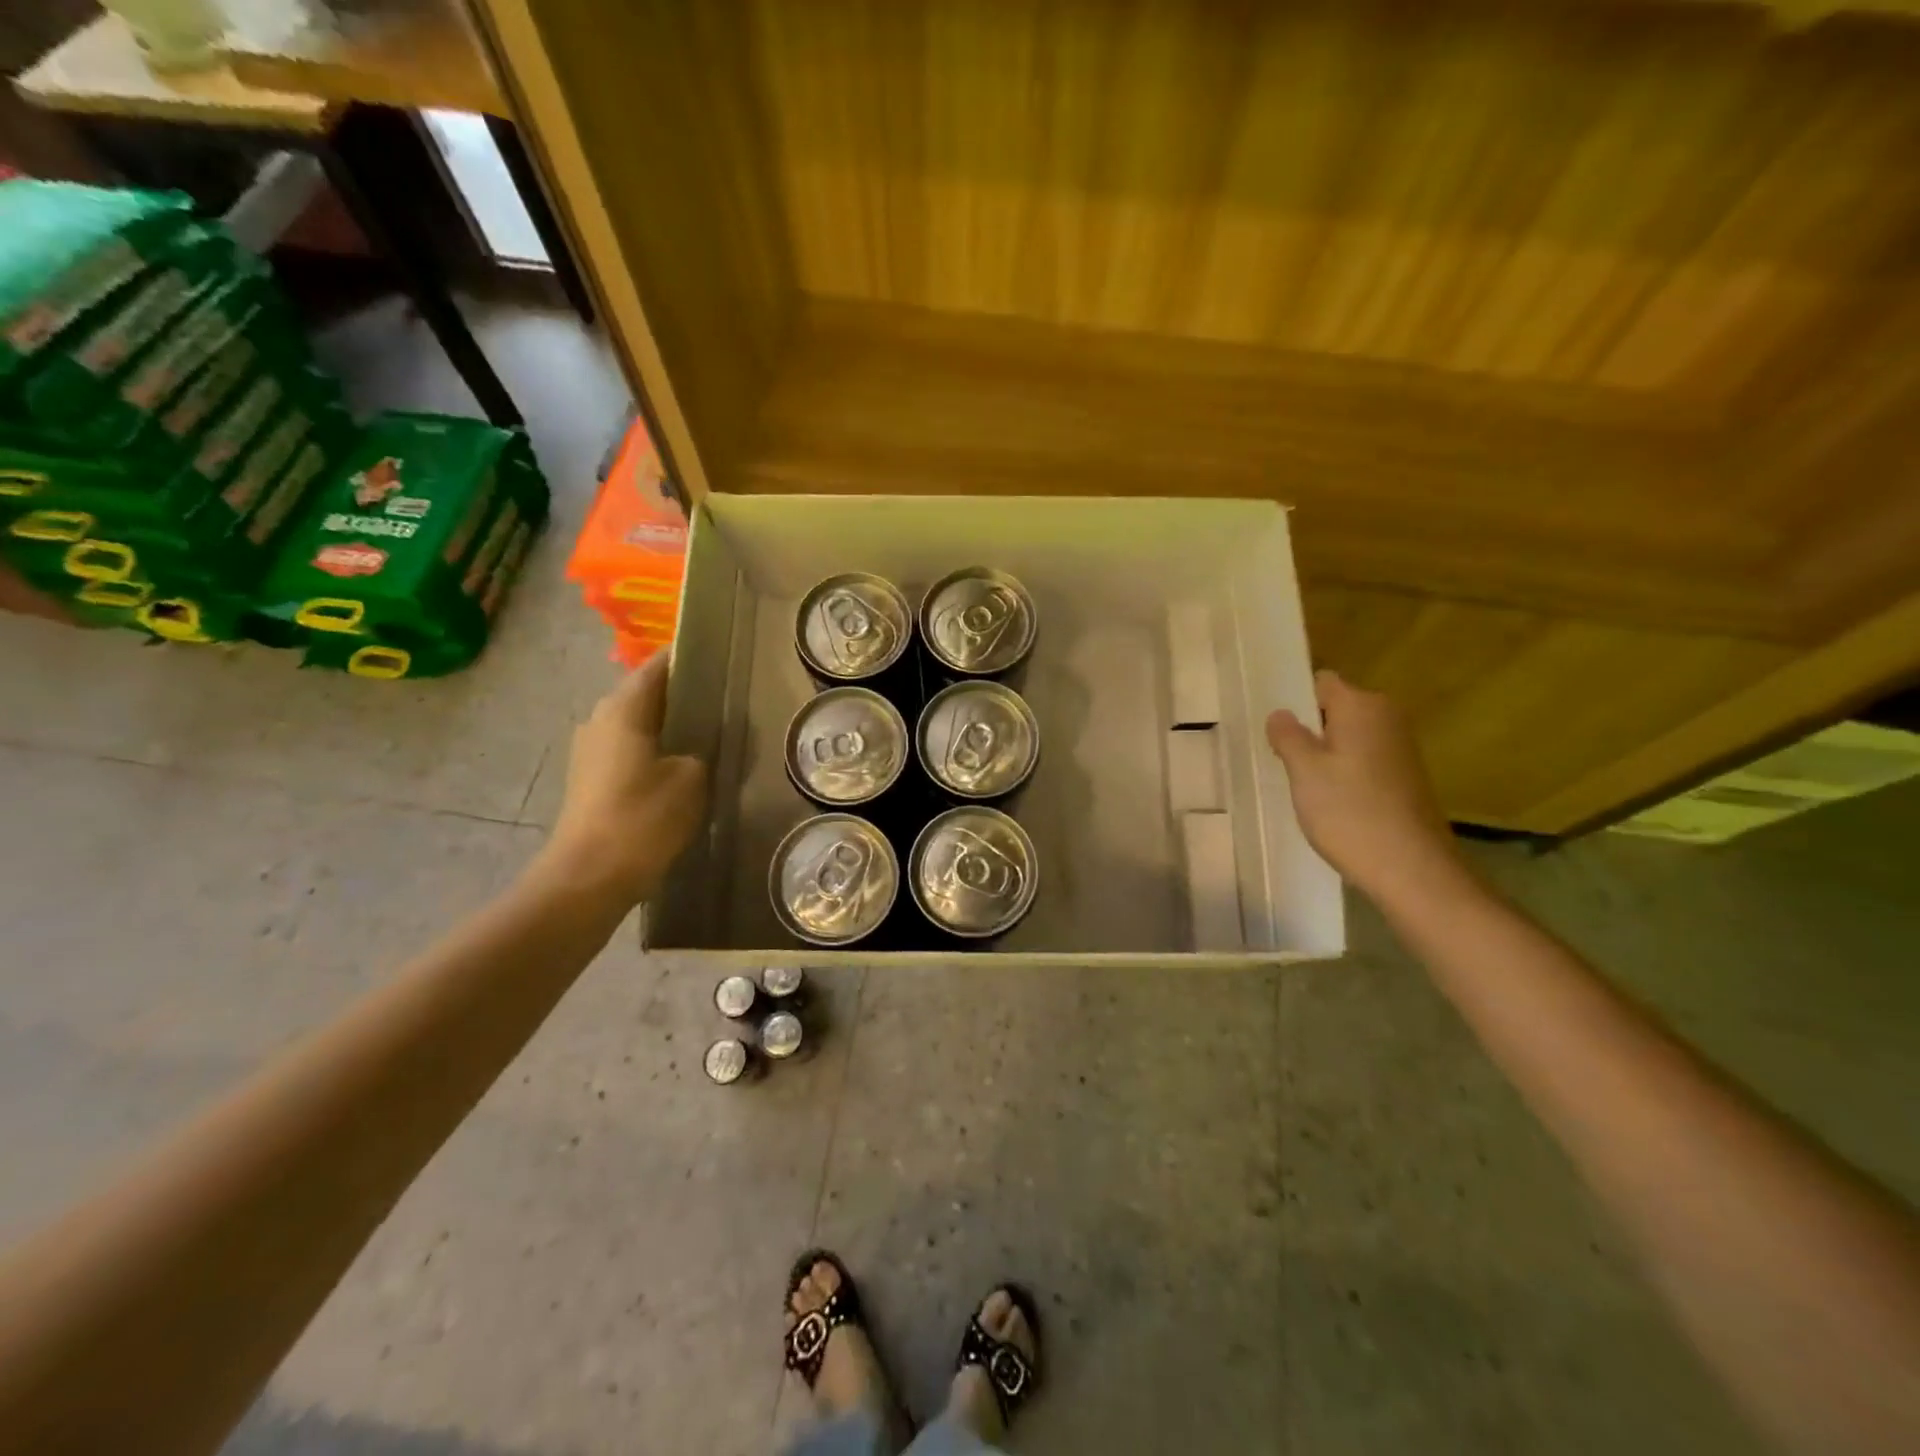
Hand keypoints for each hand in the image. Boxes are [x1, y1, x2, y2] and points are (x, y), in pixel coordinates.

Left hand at [538, 652, 707, 906]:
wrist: (590, 877)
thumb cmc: (644, 818)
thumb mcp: (693, 778)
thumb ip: (703, 749)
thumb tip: (700, 744)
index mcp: (623, 708)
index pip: (659, 665)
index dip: (689, 657)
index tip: (722, 658)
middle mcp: (600, 720)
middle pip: (647, 694)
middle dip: (684, 695)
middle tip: (725, 701)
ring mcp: (591, 751)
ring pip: (639, 724)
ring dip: (671, 726)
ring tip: (711, 734)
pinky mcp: (591, 780)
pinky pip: (632, 751)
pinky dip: (657, 750)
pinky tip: (685, 768)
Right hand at [1265, 670, 1468, 904]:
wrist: (1410, 868)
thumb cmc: (1349, 812)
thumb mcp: (1304, 771)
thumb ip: (1288, 736)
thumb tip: (1281, 713)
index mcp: (1362, 706)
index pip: (1322, 682)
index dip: (1295, 698)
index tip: (1272, 726)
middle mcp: (1387, 718)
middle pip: (1336, 708)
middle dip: (1308, 727)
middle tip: (1279, 757)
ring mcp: (1400, 748)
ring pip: (1348, 736)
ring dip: (1323, 752)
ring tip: (1299, 780)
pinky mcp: (1404, 776)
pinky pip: (1363, 759)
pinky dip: (1343, 771)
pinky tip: (1328, 799)